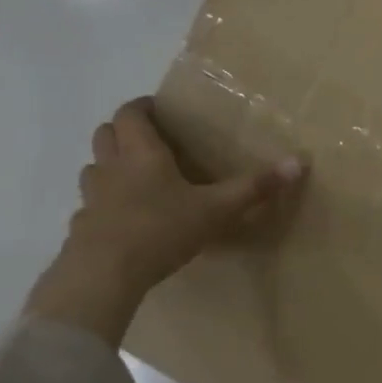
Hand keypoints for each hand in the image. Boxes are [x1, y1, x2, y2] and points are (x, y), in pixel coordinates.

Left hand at [25, 97, 305, 345]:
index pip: (131, 113)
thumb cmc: (162, 229)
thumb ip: (254, 187)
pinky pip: (90, 206)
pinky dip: (104, 205)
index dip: (142, 107)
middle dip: (124, 131)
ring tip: (135, 179)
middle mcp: (111, 167)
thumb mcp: (217, 209)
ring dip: (109, 166)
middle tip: (150, 141)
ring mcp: (91, 198)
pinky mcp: (81, 227)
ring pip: (93, 168)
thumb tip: (299, 162)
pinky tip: (123, 222)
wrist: (105, 275)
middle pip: (105, 134)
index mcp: (141, 153)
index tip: (159, 110)